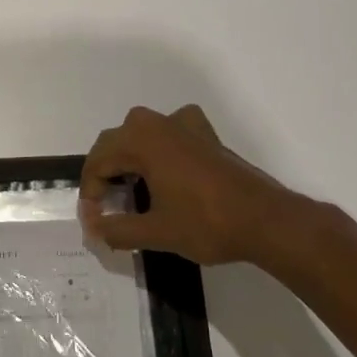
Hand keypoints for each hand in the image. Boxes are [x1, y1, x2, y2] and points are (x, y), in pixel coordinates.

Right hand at [80, 105, 336, 276]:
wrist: (266, 221)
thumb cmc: (206, 224)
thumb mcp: (155, 232)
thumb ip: (116, 230)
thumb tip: (93, 229)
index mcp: (141, 141)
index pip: (98, 161)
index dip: (90, 191)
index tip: (94, 221)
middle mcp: (158, 124)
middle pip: (114, 142)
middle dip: (104, 172)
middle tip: (106, 206)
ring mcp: (185, 125)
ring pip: (140, 132)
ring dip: (128, 156)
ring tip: (130, 187)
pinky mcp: (206, 136)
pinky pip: (171, 130)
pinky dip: (160, 144)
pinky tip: (166, 164)